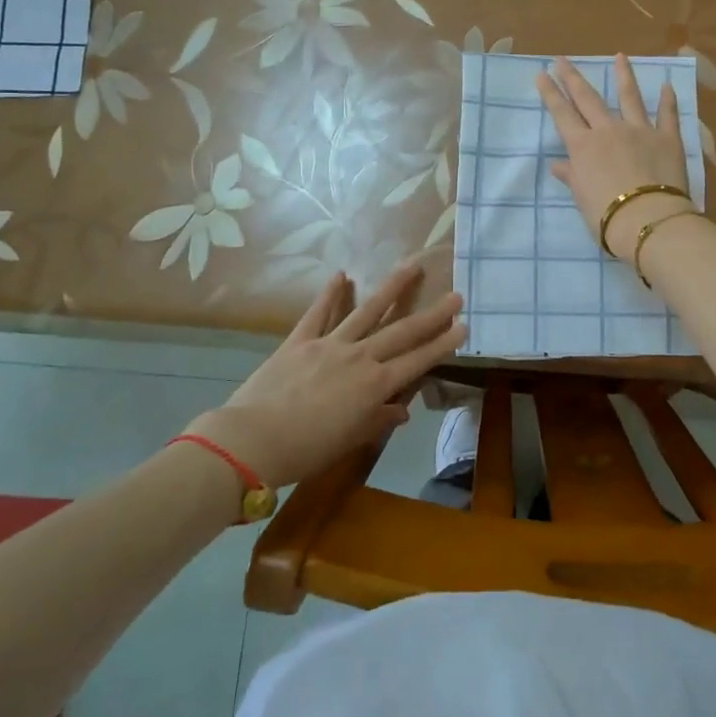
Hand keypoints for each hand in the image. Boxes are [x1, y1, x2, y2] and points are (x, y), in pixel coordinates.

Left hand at [188, 264, 465, 486]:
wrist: (252, 440)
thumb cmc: (307, 450)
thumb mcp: (349, 440)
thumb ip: (377, 420)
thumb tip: (402, 410)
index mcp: (375, 385)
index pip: (418, 360)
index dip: (442, 343)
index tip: (463, 325)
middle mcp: (359, 357)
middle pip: (402, 331)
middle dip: (431, 313)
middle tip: (455, 294)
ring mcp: (329, 344)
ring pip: (367, 311)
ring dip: (392, 288)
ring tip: (411, 266)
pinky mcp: (300, 340)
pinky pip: (318, 313)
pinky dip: (330, 294)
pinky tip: (341, 274)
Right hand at [536, 55, 696, 263]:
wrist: (647, 219)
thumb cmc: (606, 214)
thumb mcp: (582, 197)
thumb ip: (572, 176)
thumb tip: (558, 165)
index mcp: (583, 146)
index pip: (562, 114)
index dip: (551, 94)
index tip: (542, 74)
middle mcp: (608, 130)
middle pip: (588, 99)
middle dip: (573, 78)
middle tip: (563, 59)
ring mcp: (640, 130)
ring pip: (630, 97)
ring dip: (624, 75)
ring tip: (620, 56)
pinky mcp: (667, 138)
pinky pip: (667, 115)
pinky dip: (668, 100)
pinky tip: (668, 86)